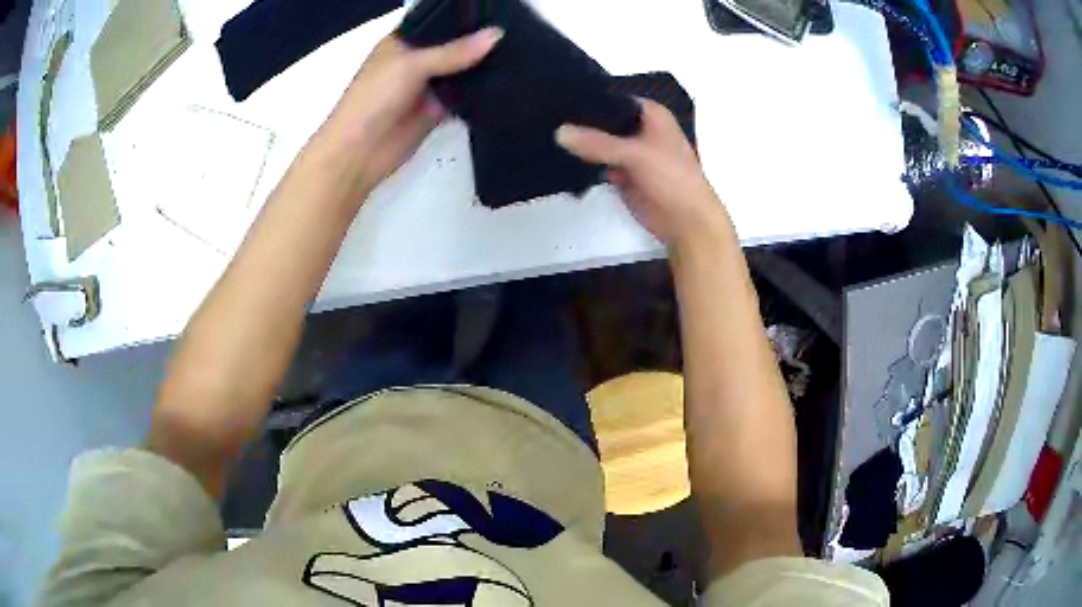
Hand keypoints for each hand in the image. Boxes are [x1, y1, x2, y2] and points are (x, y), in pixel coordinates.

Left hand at [315, 27, 503, 193]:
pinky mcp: (436, 110)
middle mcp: (415, 61)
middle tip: (516, 34)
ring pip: (460, 72)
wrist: (359, 152)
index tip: (498, 14)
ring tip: (519, 55)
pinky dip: (479, 94)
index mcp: (402, 42)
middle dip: (478, 43)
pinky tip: (505, 84)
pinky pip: (463, 98)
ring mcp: (426, 86)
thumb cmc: (373, 99)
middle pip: (453, 47)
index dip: (464, 18)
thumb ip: (454, 51)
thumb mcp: (412, 65)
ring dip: (482, 68)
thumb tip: (496, 35)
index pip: (438, 23)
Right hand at [556, 100, 727, 247]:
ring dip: (581, 143)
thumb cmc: (672, 178)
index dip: (588, 99)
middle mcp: (640, 128)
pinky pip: (599, 162)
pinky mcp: (623, 174)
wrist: (686, 222)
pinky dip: (585, 163)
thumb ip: (597, 142)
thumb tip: (559, 132)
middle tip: (546, 117)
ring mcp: (631, 152)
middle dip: (580, 122)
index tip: (556, 99)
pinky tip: (560, 157)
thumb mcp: (636, 154)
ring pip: (600, 142)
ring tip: (547, 135)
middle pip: (603, 121)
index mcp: (650, 114)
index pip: (612, 98)